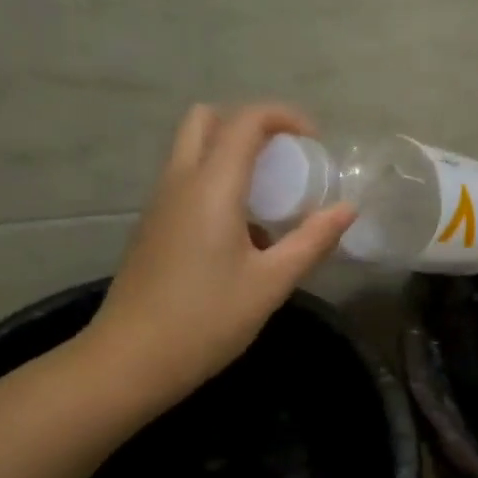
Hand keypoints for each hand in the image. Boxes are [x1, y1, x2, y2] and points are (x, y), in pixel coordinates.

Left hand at [88, 103, 354, 404]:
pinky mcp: (150, 228)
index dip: (284, 117)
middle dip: (248, 126)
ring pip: (191, 151)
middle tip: (282, 161)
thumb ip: (312, 241)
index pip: (246, 121)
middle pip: (207, 120)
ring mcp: (158, 204)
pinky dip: (213, 184)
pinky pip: (183, 182)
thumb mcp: (270, 283)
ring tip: (267, 201)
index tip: (314, 142)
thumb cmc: (206, 320)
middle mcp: (179, 181)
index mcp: (211, 186)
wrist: (131, 360)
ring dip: (229, 156)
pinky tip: (238, 235)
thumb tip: (347, 210)